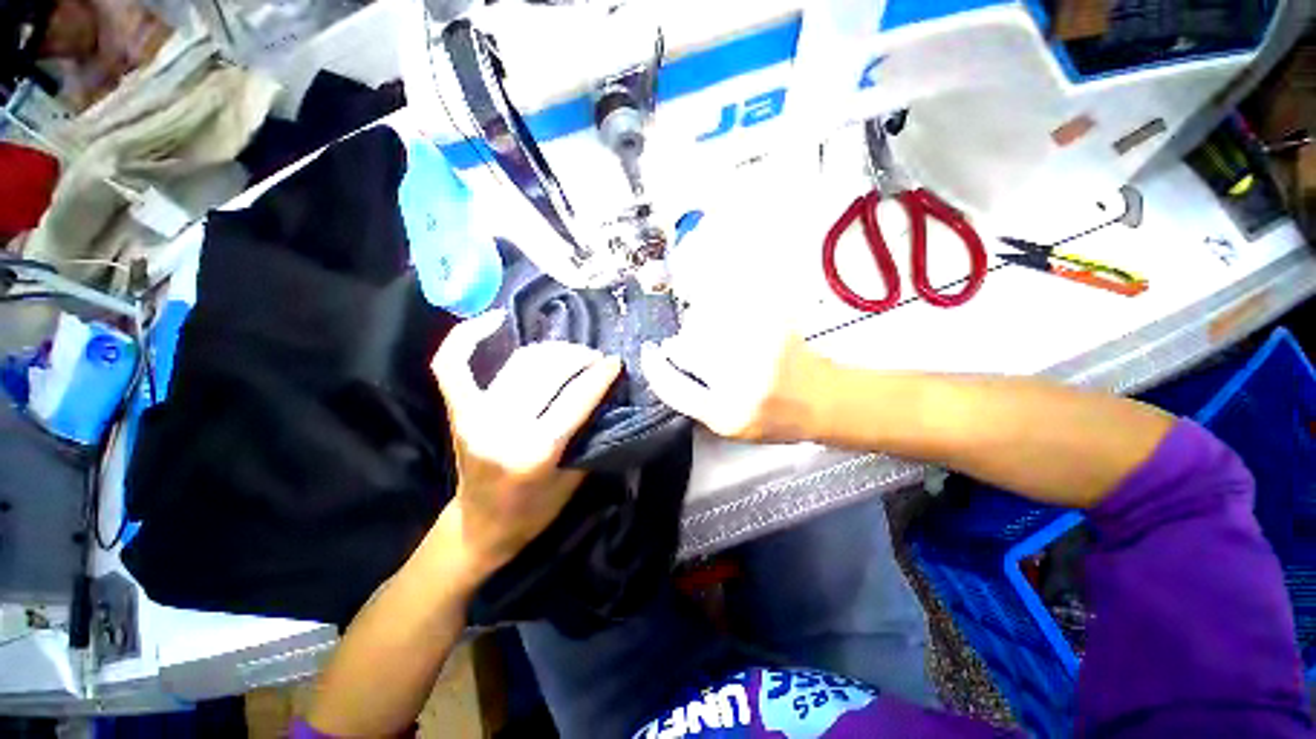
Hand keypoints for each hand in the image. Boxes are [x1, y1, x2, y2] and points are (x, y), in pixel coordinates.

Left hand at [432, 310, 621, 584]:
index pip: (575, 399)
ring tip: (570, 351)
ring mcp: (475, 416)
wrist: (479, 527)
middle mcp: (502, 428)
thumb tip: (605, 395)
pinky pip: (453, 364)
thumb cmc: (533, 511)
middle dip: (579, 358)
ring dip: (551, 349)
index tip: (615, 362)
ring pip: (520, 363)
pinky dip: (467, 336)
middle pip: (547, 373)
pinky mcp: (458, 411)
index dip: (600, 376)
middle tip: (595, 357)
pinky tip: (494, 319)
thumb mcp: (573, 481)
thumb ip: (589, 435)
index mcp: (535, 452)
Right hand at [640, 310, 833, 443]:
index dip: (655, 368)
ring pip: (705, 323)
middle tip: (684, 348)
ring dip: (699, 327)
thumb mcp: (731, 428)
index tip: (649, 354)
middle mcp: (740, 382)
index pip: (673, 388)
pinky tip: (729, 324)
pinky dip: (720, 313)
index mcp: (727, 415)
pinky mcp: (771, 326)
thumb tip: (668, 371)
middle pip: (686, 348)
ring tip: (713, 338)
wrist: (824, 400)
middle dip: (680, 346)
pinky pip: (729, 309)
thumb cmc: (775, 420)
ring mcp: (758, 349)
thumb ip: (697, 403)